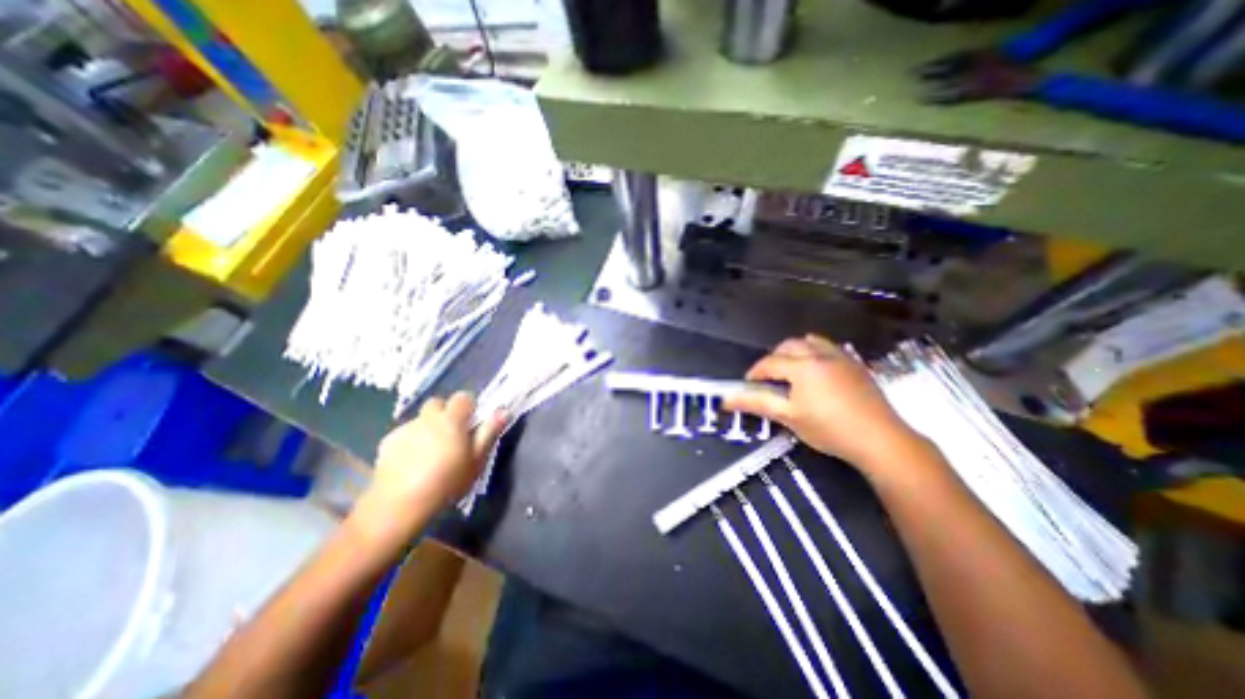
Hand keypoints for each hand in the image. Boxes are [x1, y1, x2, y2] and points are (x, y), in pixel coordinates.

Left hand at [351, 393, 505, 544]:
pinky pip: (404, 434)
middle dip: (445, 413)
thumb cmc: (447, 482)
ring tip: (431, 454)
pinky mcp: (386, 443)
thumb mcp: (476, 460)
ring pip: (420, 419)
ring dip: (428, 428)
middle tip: (452, 436)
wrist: (399, 505)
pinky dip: (410, 442)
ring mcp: (405, 429)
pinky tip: (412, 463)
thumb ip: (489, 432)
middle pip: (437, 403)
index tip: (472, 423)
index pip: (463, 397)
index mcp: (451, 419)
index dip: (469, 406)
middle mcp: (427, 418)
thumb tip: (504, 410)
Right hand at [720, 333, 922, 471]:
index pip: (769, 362)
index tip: (748, 385)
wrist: (881, 439)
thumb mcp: (788, 417)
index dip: (754, 373)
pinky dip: (816, 354)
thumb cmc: (829, 428)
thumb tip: (726, 399)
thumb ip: (756, 403)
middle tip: (770, 380)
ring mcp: (841, 357)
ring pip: (811, 342)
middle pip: (789, 345)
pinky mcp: (856, 365)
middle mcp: (820, 354)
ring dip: (796, 352)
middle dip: (774, 359)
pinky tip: (818, 375)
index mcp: (802, 365)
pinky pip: (829, 349)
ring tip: (793, 373)